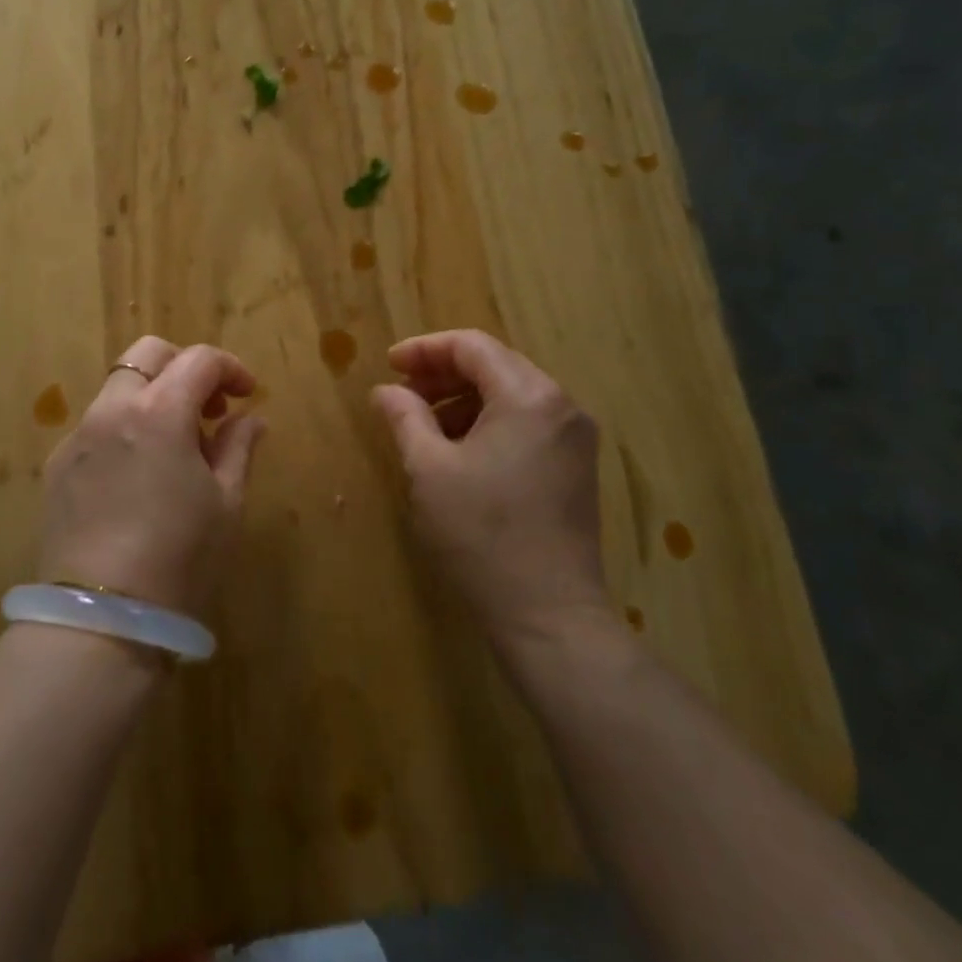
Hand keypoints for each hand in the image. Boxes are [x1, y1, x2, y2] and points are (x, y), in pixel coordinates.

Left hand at [38, 337, 265, 615]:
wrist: (101, 617)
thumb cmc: (179, 557)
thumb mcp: (225, 503)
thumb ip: (238, 448)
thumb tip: (249, 419)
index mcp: (159, 412)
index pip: (198, 360)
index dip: (230, 368)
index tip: (246, 394)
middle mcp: (111, 410)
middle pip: (147, 355)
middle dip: (184, 367)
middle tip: (207, 409)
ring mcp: (78, 436)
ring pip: (118, 388)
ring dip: (152, 397)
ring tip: (174, 447)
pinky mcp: (57, 465)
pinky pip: (96, 425)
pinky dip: (123, 428)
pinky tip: (136, 476)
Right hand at [371, 330, 606, 642]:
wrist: (549, 615)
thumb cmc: (481, 534)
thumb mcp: (429, 470)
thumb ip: (404, 417)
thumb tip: (386, 391)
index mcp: (529, 397)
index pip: (472, 346)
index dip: (424, 349)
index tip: (389, 366)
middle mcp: (561, 406)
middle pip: (495, 365)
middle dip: (443, 374)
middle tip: (402, 395)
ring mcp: (574, 438)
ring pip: (511, 395)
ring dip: (463, 399)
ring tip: (424, 426)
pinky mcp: (576, 467)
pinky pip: (526, 423)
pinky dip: (488, 423)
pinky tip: (459, 451)